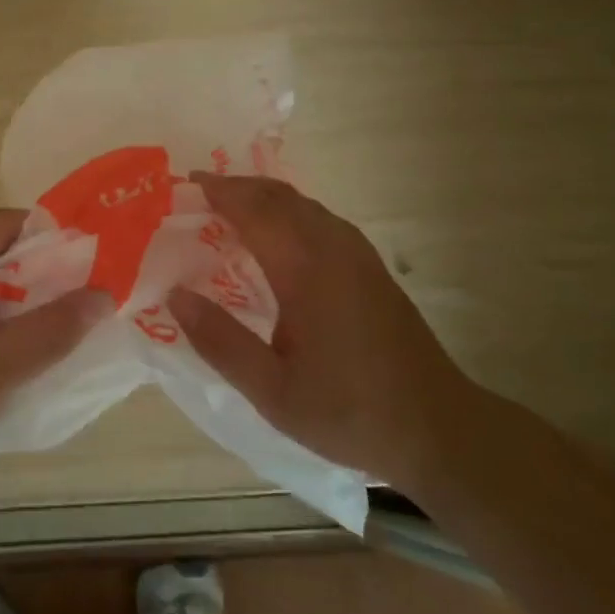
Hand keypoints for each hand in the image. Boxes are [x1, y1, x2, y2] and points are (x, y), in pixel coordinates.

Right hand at [165, 173, 481, 486]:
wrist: (440, 430)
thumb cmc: (349, 412)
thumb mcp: (272, 391)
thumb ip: (220, 342)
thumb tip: (174, 296)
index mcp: (307, 272)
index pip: (256, 211)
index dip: (220, 192)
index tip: (186, 182)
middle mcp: (334, 250)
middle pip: (281, 197)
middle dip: (238, 186)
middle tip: (200, 191)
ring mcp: (359, 256)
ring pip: (305, 204)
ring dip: (264, 196)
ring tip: (230, 206)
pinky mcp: (372, 268)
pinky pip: (322, 218)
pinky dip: (288, 210)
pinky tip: (277, 233)